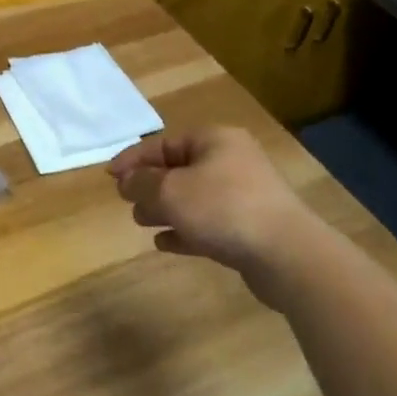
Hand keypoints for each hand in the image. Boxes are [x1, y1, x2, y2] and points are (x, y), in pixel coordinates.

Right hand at [107, 127, 324, 305]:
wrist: (287, 255)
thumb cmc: (223, 209)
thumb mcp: (170, 191)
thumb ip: (141, 183)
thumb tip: (127, 182)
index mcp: (214, 140)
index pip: (163, 143)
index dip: (133, 158)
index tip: (109, 177)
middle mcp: (231, 161)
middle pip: (179, 169)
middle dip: (149, 185)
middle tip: (127, 202)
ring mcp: (244, 196)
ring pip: (192, 198)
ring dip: (164, 208)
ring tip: (142, 222)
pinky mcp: (249, 228)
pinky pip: (208, 223)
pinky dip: (185, 230)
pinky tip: (165, 243)